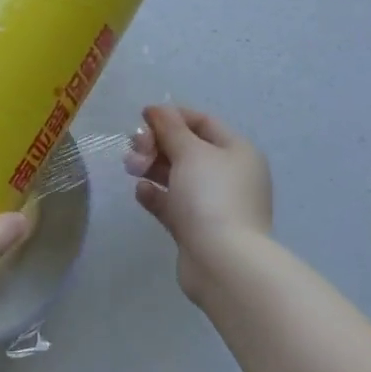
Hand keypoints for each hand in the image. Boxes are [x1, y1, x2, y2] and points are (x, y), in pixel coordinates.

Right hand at [125, 105, 272, 300]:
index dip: (172, 116)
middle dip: (158, 144)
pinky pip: (174, 205)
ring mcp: (216, 205)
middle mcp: (231, 176)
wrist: (223, 262)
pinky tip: (141, 192)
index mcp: (237, 152)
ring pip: (179, 177)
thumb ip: (170, 127)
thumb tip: (157, 109)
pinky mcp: (199, 230)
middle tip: (134, 148)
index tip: (143, 117)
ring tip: (132, 168)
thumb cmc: (210, 195)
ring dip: (153, 168)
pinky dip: (157, 195)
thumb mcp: (189, 151)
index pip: (203, 122)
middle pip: (189, 149)